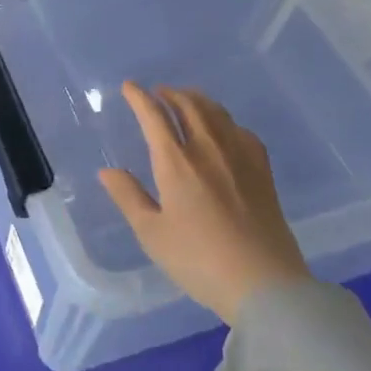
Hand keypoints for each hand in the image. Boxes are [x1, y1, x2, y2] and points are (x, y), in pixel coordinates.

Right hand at [98, 83, 309, 324]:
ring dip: (196, 99)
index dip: (139, 98)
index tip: (129, 87)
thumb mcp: (152, 234)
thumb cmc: (199, 260)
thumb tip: (107, 171)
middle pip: (188, 105)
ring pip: (216, 112)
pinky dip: (225, 120)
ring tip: (186, 99)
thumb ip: (128, 197)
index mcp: (176, 162)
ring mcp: (239, 156)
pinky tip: (224, 129)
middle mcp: (207, 148)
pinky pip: (241, 130)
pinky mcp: (262, 170)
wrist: (263, 283)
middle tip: (158, 92)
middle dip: (169, 93)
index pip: (154, 116)